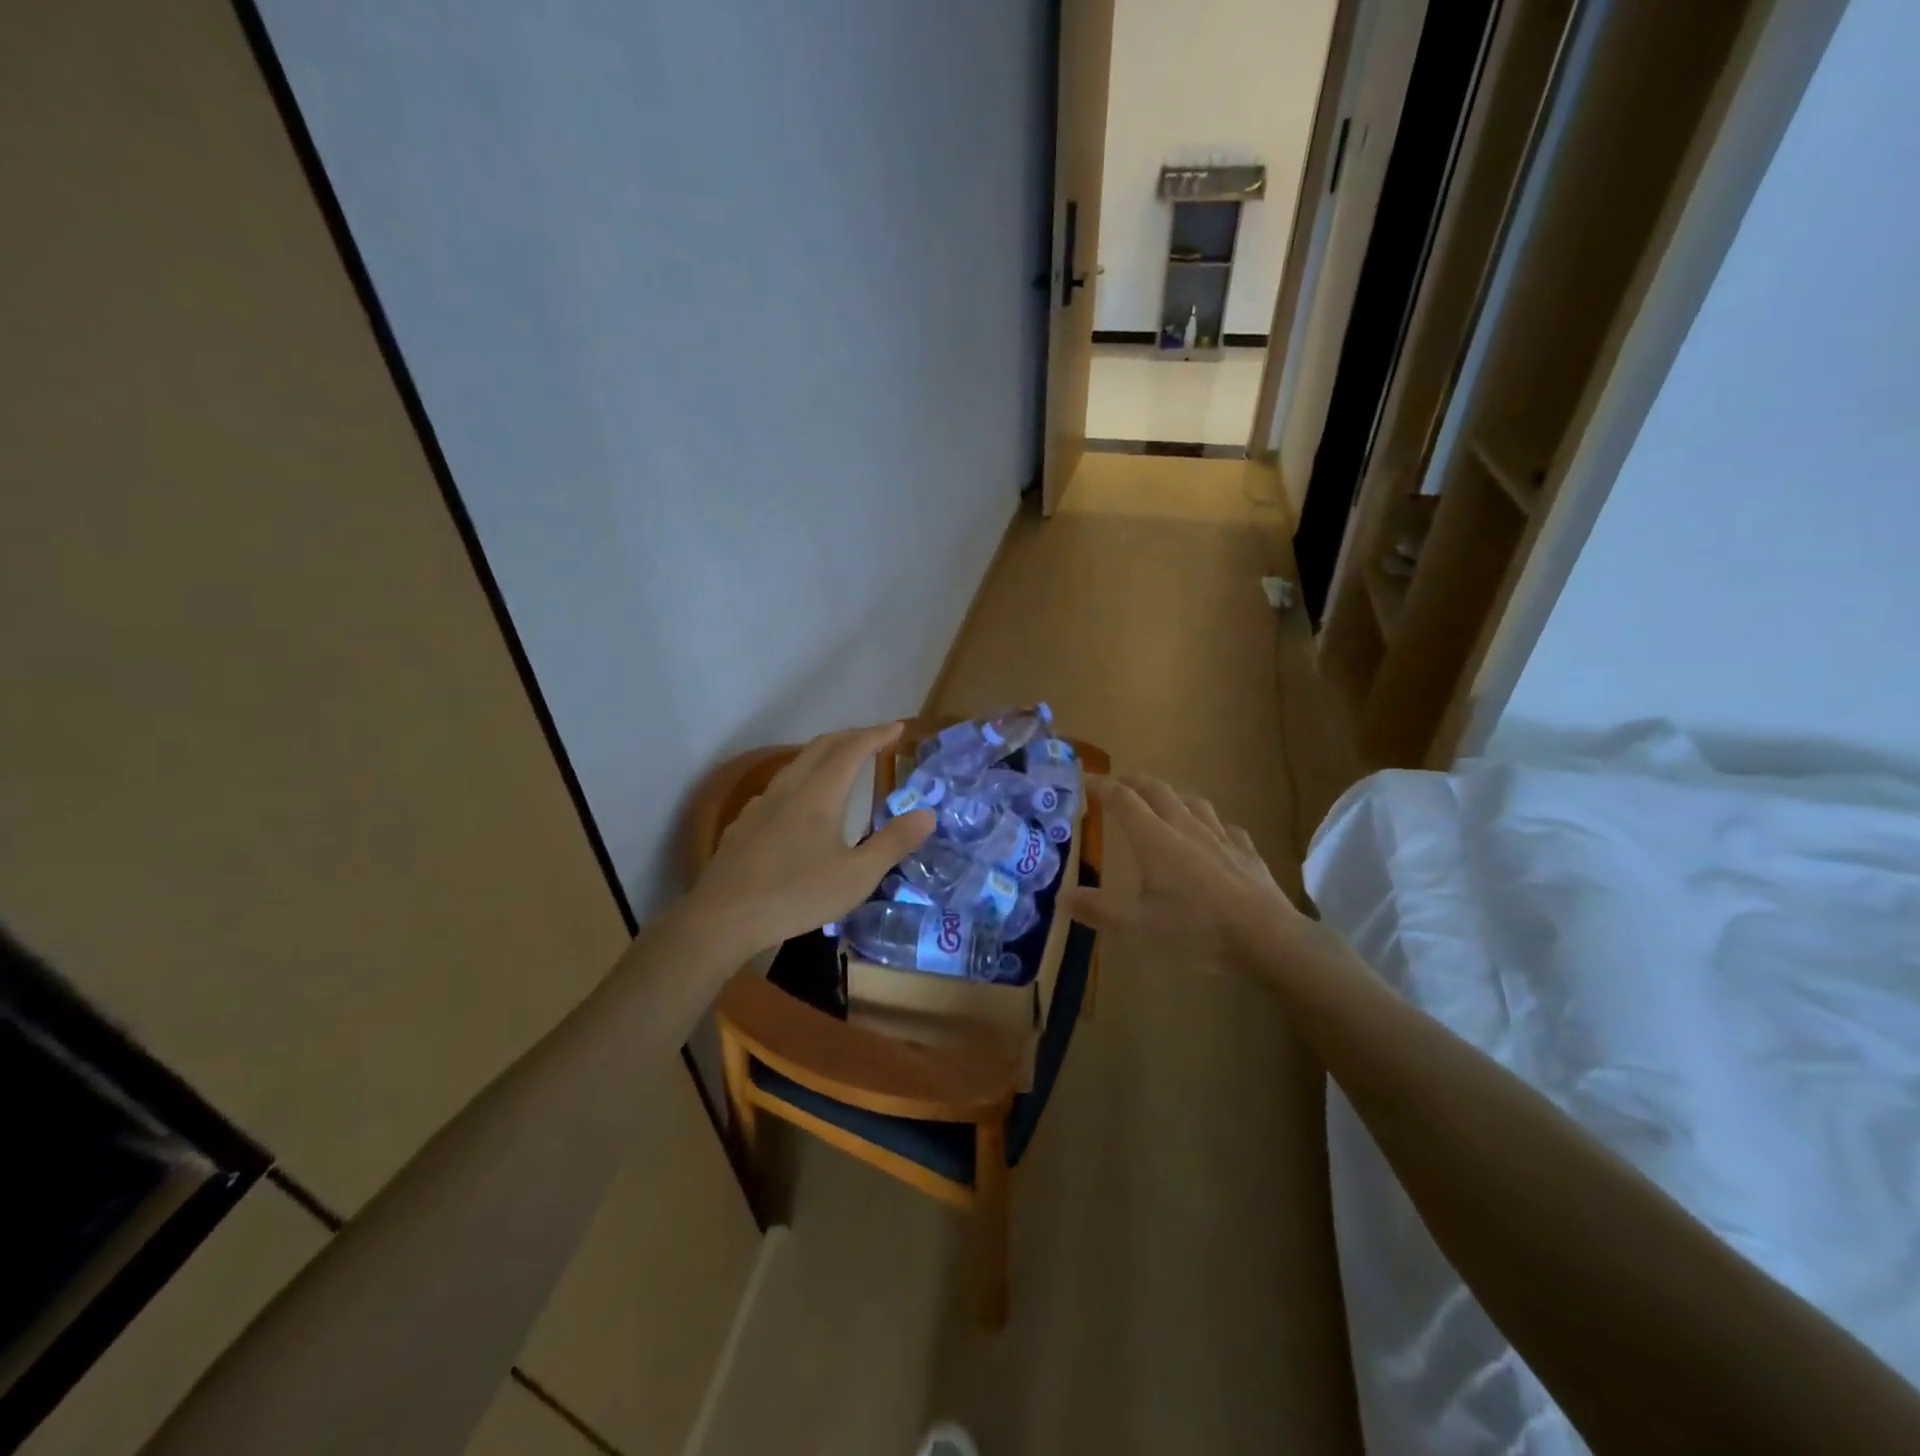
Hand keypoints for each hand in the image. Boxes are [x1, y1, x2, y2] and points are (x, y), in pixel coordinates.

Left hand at [686, 722, 933, 957]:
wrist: (723, 917)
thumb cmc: (797, 895)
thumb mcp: (857, 876)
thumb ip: (894, 842)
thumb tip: (928, 813)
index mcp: (820, 794)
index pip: (852, 749)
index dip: (876, 735)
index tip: (897, 728)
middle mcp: (790, 788)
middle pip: (822, 746)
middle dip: (852, 736)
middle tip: (875, 738)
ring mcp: (762, 804)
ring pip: (797, 764)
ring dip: (824, 754)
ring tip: (841, 764)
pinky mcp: (744, 823)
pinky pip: (779, 787)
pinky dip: (801, 779)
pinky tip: (799, 803)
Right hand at [1060, 774, 1306, 968]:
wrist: (1267, 938)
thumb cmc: (1196, 931)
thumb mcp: (1138, 926)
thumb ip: (1099, 909)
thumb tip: (1062, 895)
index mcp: (1155, 839)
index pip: (1122, 800)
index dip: (1101, 786)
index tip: (1084, 779)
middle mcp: (1186, 828)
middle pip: (1157, 791)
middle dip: (1134, 783)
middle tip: (1118, 785)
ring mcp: (1221, 837)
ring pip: (1193, 802)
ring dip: (1171, 796)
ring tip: (1163, 802)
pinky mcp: (1247, 853)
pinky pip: (1225, 827)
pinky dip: (1210, 823)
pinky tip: (1213, 835)